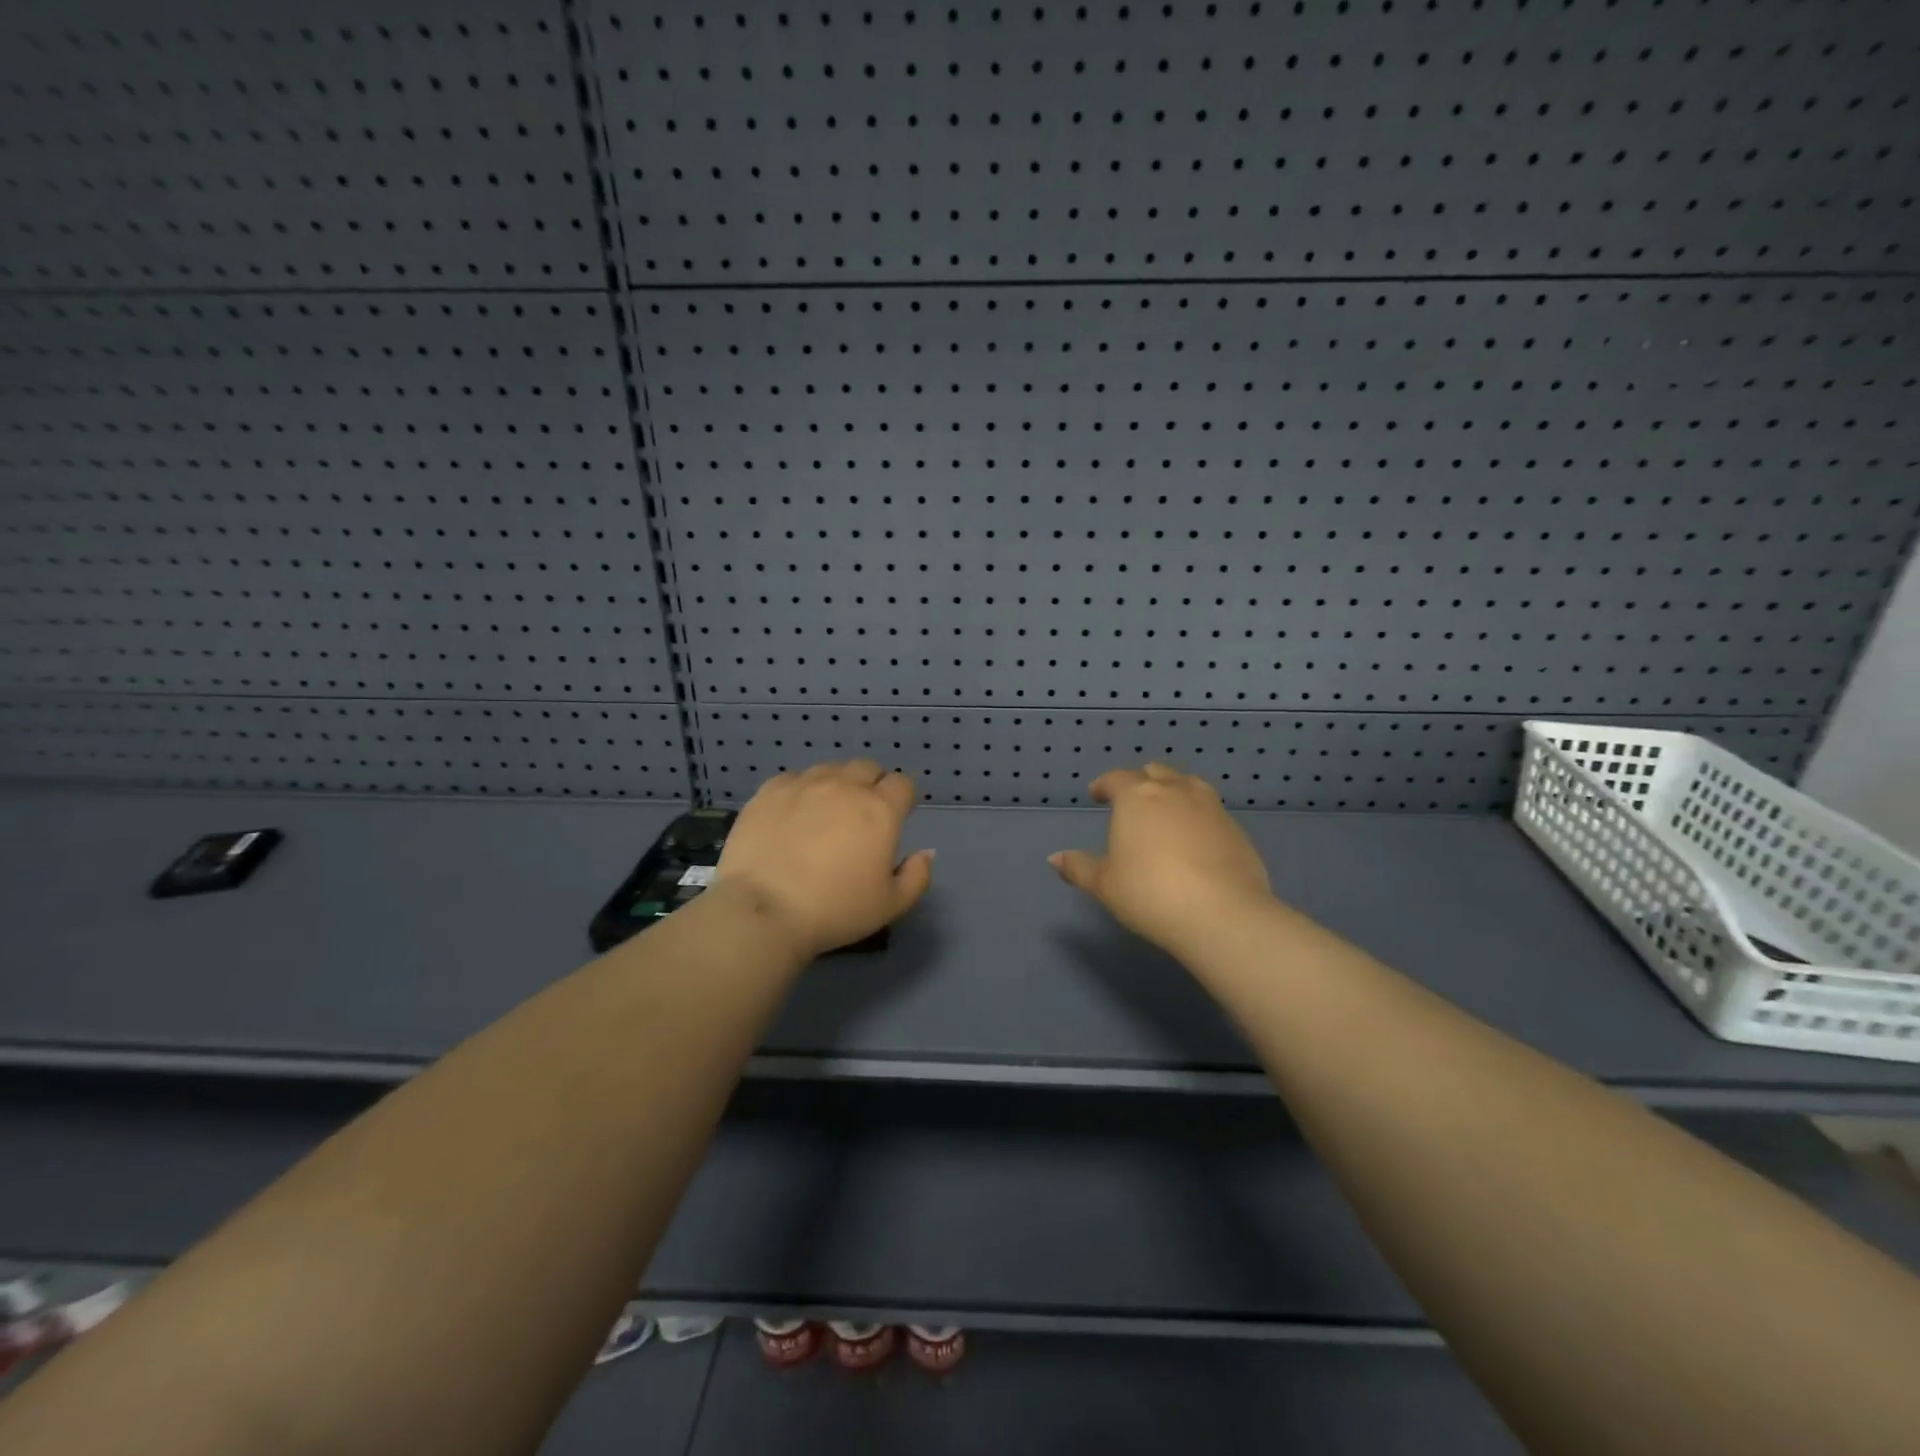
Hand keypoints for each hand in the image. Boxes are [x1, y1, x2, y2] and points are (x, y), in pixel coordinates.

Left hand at [716, 760, 934, 960]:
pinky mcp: (769, 791)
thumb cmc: (835, 910)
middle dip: (872, 784)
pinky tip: (792, 815)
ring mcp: (804, 784)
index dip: (903, 798)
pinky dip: (801, 791)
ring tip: (826, 813)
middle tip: (862, 816)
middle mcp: (845, 786)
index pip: (903, 784)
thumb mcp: (891, 905)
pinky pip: (793, 779)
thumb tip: (926, 852)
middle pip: (867, 768)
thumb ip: (917, 876)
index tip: (897, 817)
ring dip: (836, 784)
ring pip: (830, 769)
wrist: (764, 911)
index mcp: (880, 810)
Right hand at [1050, 763, 1273, 955]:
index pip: (1116, 778)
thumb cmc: (1150, 893)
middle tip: (1131, 799)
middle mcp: (1175, 791)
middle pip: (1155, 772)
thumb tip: (1055, 858)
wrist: (1222, 914)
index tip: (1097, 794)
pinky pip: (1210, 810)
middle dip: (1140, 780)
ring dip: (1173, 790)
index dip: (1104, 785)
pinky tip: (1194, 838)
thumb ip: (1079, 867)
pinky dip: (1197, 815)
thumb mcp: (1104, 884)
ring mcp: (1211, 807)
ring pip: (1188, 784)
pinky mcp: (1236, 828)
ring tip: (1166, 811)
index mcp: (1138, 797)